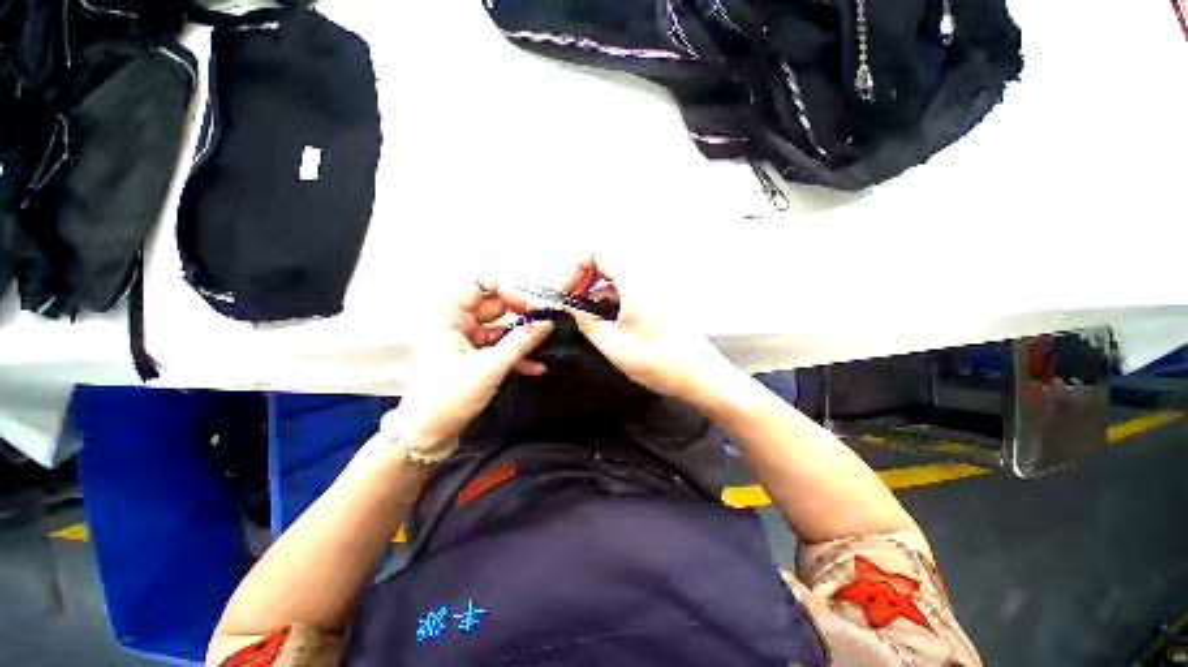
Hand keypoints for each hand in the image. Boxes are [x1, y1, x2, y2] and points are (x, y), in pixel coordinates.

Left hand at [387, 278, 554, 451]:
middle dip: (521, 311)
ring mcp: (467, 340)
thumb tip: (547, 323)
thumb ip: (520, 343)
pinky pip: (500, 347)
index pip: (476, 282)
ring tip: (548, 338)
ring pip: (500, 327)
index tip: (529, 304)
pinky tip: (537, 367)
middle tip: (547, 319)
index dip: (505, 287)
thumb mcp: (489, 368)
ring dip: (523, 334)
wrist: (428, 436)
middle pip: (493, 304)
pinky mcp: (476, 357)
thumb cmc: (449, 398)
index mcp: (447, 316)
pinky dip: (517, 355)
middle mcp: (456, 323)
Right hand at [561, 254, 739, 407]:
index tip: (567, 292)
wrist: (700, 377)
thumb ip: (587, 323)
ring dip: (596, 287)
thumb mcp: (614, 346)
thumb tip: (571, 309)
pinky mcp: (658, 297)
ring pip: (616, 272)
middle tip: (572, 301)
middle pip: (606, 258)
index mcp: (637, 281)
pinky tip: (603, 317)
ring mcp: (655, 286)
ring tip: (584, 312)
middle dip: (583, 276)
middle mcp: (648, 276)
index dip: (574, 266)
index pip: (597, 250)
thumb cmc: (662, 363)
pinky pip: (627, 285)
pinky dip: (610, 295)